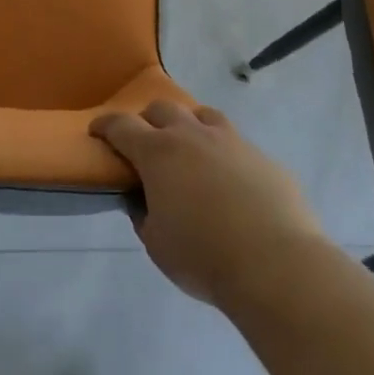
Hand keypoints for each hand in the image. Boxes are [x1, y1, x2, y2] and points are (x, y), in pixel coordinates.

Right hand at [91, 101, 322, 305]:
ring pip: (203, 115)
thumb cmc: (203, 256)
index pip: (122, 126)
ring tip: (189, 148)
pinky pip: (237, 144)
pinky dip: (224, 154)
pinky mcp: (263, 158)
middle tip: (145, 143)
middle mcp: (192, 135)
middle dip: (148, 121)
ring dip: (189, 125)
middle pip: (163, 109)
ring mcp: (232, 142)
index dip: (105, 126)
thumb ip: (144, 214)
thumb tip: (144, 200)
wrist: (276, 264)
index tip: (97, 131)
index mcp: (158, 153)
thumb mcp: (156, 243)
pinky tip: (230, 180)